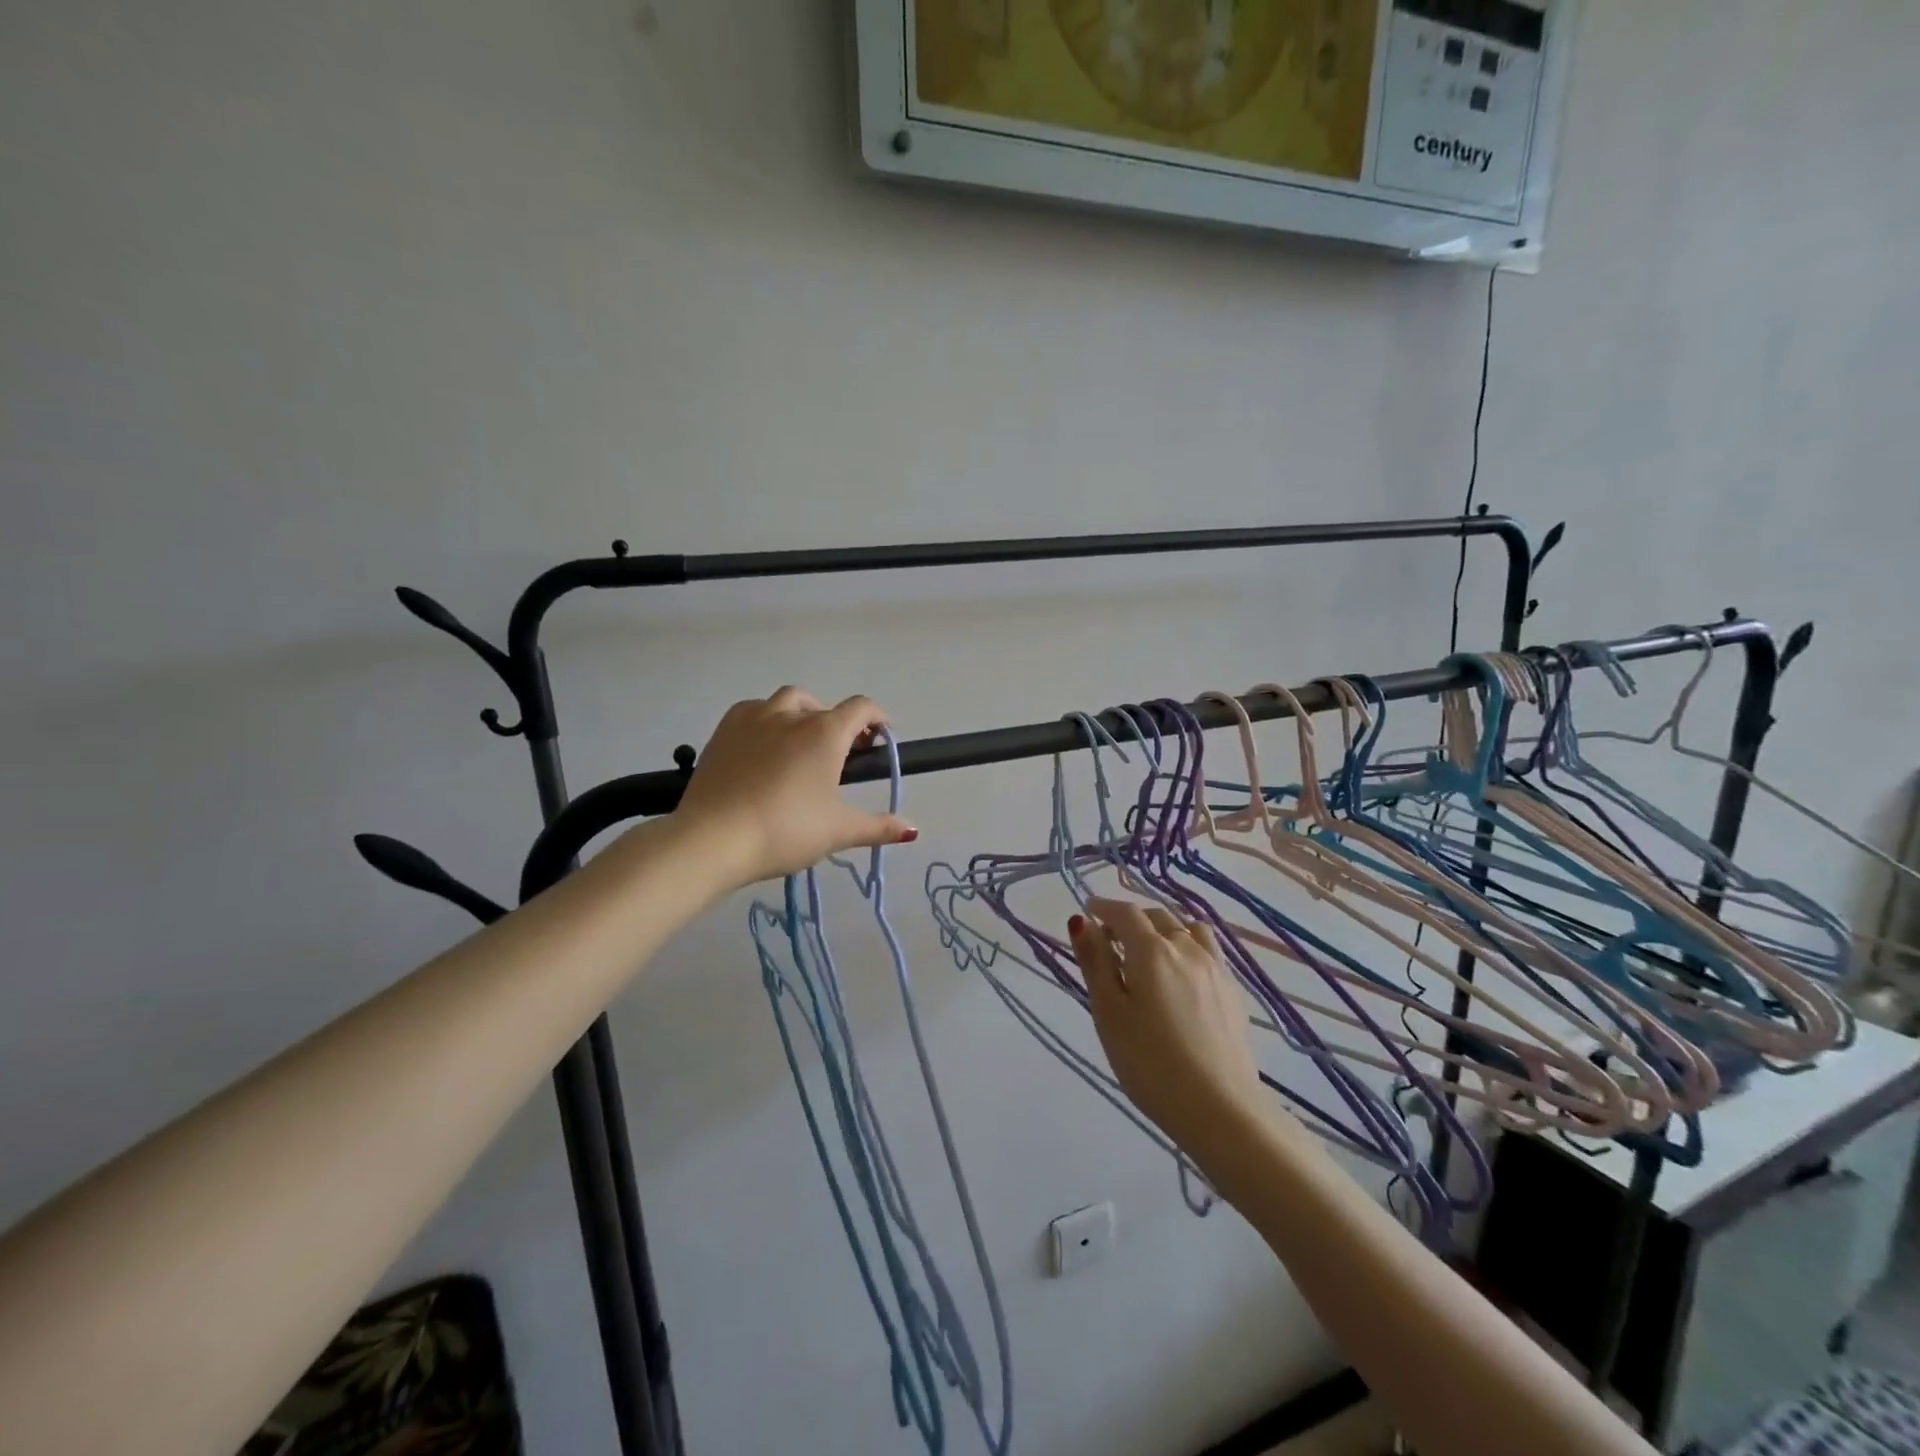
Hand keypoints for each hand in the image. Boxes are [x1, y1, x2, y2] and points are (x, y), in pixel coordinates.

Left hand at [673, 687, 916, 886]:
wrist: (713, 838)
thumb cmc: (786, 831)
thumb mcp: (838, 831)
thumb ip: (878, 827)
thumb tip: (912, 829)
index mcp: (825, 733)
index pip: (861, 708)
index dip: (877, 718)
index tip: (880, 738)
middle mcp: (791, 715)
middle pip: (824, 706)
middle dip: (839, 723)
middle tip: (841, 754)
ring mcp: (752, 719)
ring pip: (786, 702)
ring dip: (802, 715)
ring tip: (801, 744)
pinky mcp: (722, 731)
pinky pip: (752, 712)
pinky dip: (767, 720)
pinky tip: (763, 747)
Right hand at [1070, 897, 1265, 1159]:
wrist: (1221, 1109)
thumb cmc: (1150, 1063)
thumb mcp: (1109, 1013)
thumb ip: (1095, 962)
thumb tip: (1081, 922)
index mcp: (1152, 950)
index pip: (1125, 912)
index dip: (1103, 907)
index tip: (1089, 911)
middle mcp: (1187, 948)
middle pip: (1157, 916)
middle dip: (1131, 919)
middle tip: (1110, 939)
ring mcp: (1216, 968)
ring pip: (1187, 929)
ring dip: (1163, 928)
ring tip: (1149, 952)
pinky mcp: (1233, 991)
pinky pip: (1208, 950)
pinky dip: (1188, 946)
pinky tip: (1182, 974)